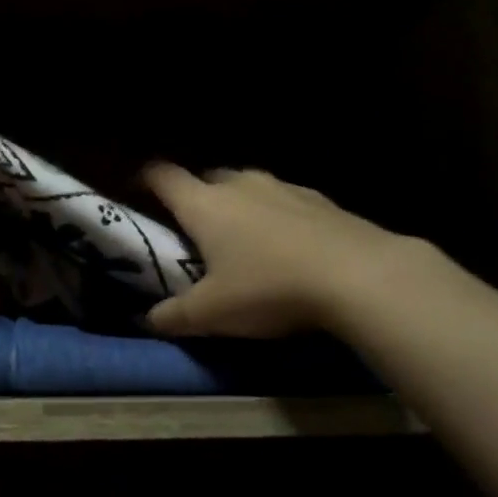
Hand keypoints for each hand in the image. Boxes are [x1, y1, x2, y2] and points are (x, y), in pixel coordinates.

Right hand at [141, 163, 429, 338]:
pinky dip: (277, 216)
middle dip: (196, 197)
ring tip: (243, 238)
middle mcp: (240, 185)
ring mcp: (284, 188)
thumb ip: (175, 316)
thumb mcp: (213, 313)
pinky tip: (289, 246)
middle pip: (207, 178)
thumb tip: (148, 320)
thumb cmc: (269, 288)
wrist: (359, 276)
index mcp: (204, 205)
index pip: (163, 176)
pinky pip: (285, 201)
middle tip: (194, 229)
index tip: (137, 189)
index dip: (145, 178)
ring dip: (239, 205)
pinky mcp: (321, 200)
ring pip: (249, 187)